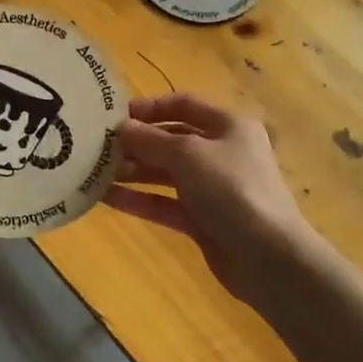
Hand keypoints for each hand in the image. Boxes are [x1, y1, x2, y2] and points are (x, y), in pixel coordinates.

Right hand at [105, 93, 317, 309]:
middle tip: (97, 147)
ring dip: (132, 171)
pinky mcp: (202, 219)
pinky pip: (164, 202)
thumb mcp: (188, 154)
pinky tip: (106, 198)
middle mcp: (221, 151)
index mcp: (228, 125)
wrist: (268, 257)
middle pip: (171, 139)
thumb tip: (121, 128)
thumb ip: (150, 139)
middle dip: (136, 142)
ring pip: (165, 173)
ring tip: (94, 172)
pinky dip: (139, 199)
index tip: (114, 116)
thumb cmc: (231, 189)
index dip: (149, 107)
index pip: (184, 104)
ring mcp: (212, 188)